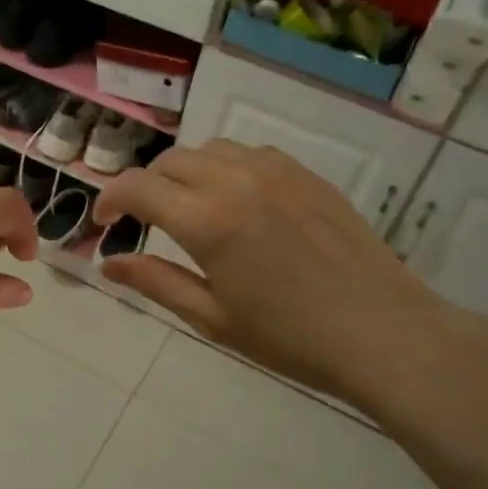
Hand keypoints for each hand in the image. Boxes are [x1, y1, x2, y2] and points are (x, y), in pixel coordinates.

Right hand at [94, 140, 485, 427]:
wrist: (382, 331)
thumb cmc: (290, 338)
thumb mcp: (212, 318)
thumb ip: (156, 282)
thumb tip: (108, 264)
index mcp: (208, 220)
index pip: (138, 188)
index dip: (110, 199)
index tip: (105, 224)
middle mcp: (236, 181)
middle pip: (170, 162)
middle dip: (146, 187)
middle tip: (144, 221)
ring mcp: (276, 171)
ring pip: (210, 150)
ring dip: (185, 172)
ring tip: (189, 207)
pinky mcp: (306, 174)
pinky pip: (250, 153)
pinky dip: (226, 167)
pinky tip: (236, 200)